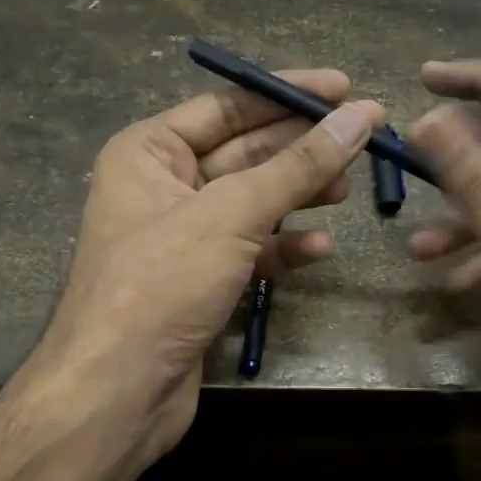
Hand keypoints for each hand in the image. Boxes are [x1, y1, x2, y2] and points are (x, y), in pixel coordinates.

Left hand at [23, 72, 383, 471]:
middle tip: (363, 138)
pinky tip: (320, 249)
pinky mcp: (200, 281)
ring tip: (348, 190)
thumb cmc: (162, 284)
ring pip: (252, 203)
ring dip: (298, 196)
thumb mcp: (231, 214)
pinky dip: (284, 248)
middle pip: (244, 153)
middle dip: (301, 148)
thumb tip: (358, 117)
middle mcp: (162, 186)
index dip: (286, 94)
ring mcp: (182, 237)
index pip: (227, 106)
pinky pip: (250, 250)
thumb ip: (297, 166)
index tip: (344, 88)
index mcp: (149, 151)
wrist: (117, 393)